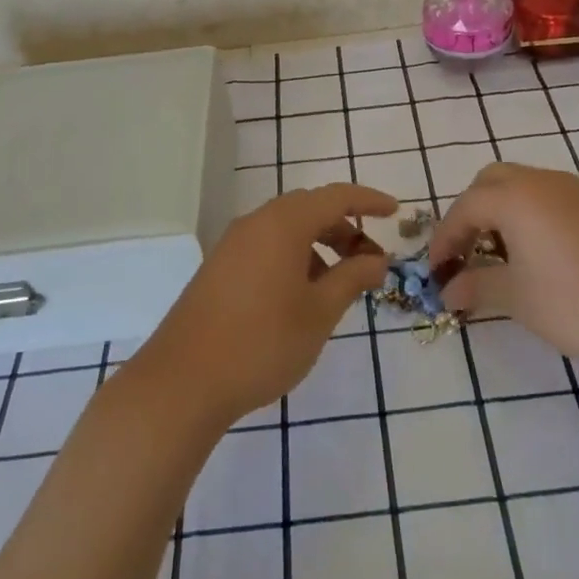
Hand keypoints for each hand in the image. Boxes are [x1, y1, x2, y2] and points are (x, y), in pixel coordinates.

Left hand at [135, 183, 397, 428]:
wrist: (183, 381)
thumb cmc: (262, 342)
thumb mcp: (320, 312)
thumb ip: (352, 279)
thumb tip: (377, 260)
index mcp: (283, 223)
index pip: (335, 196)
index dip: (368, 201)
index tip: (395, 212)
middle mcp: (256, 223)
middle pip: (310, 210)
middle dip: (345, 229)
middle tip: (371, 261)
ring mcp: (232, 245)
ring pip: (287, 230)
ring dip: (320, 246)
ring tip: (340, 284)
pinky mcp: (219, 268)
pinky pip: (267, 247)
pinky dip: (295, 258)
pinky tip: (303, 296)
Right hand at [430, 163, 578, 380]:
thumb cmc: (574, 305)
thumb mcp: (516, 297)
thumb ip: (476, 285)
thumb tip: (448, 291)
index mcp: (517, 197)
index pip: (466, 207)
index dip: (445, 237)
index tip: (436, 268)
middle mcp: (546, 182)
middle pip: (494, 181)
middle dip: (473, 211)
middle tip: (467, 250)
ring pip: (527, 185)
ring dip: (505, 210)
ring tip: (504, 254)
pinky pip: (557, 199)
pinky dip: (537, 216)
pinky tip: (546, 255)